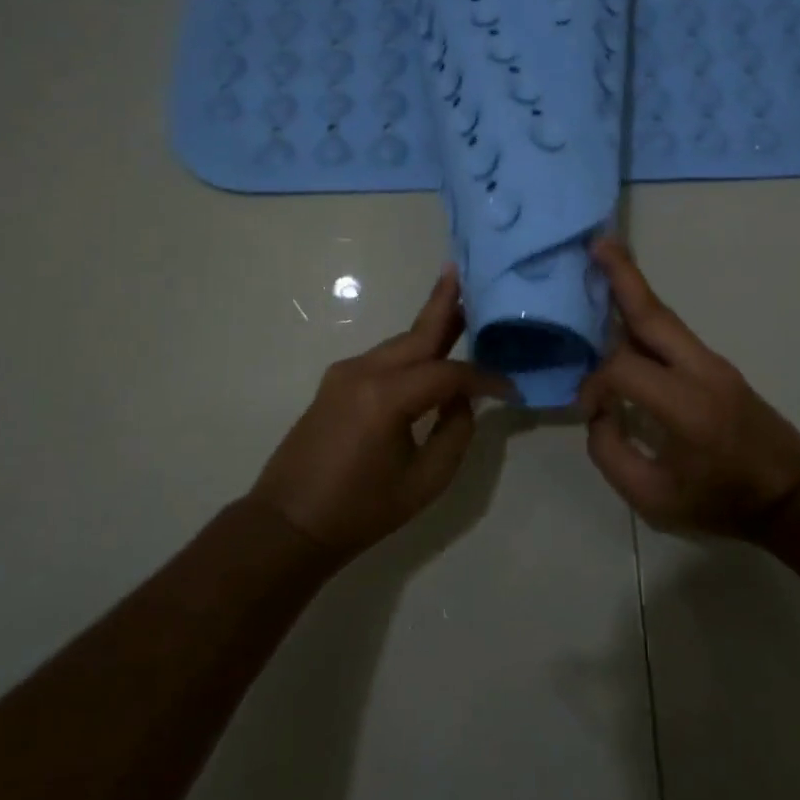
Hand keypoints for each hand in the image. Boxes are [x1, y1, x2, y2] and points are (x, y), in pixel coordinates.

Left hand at [252, 266, 511, 556]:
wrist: (287, 525)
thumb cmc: (360, 510)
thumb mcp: (425, 481)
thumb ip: (455, 432)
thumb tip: (462, 398)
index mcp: (387, 397)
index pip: (449, 373)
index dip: (484, 378)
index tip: (511, 387)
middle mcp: (364, 371)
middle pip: (418, 333)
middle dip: (446, 304)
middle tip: (469, 274)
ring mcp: (345, 373)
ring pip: (400, 343)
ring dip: (430, 328)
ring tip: (461, 308)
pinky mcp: (335, 383)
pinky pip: (383, 358)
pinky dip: (411, 351)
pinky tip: (429, 353)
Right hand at [578, 239, 799, 536]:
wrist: (792, 495)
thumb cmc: (722, 502)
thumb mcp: (654, 500)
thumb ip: (611, 455)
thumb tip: (599, 413)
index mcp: (685, 406)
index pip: (623, 369)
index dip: (594, 385)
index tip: (590, 412)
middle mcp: (700, 371)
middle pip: (653, 314)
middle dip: (623, 275)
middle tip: (595, 242)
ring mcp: (713, 362)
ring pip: (665, 317)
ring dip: (633, 287)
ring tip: (605, 257)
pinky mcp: (718, 365)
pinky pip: (674, 333)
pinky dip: (645, 314)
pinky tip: (625, 311)